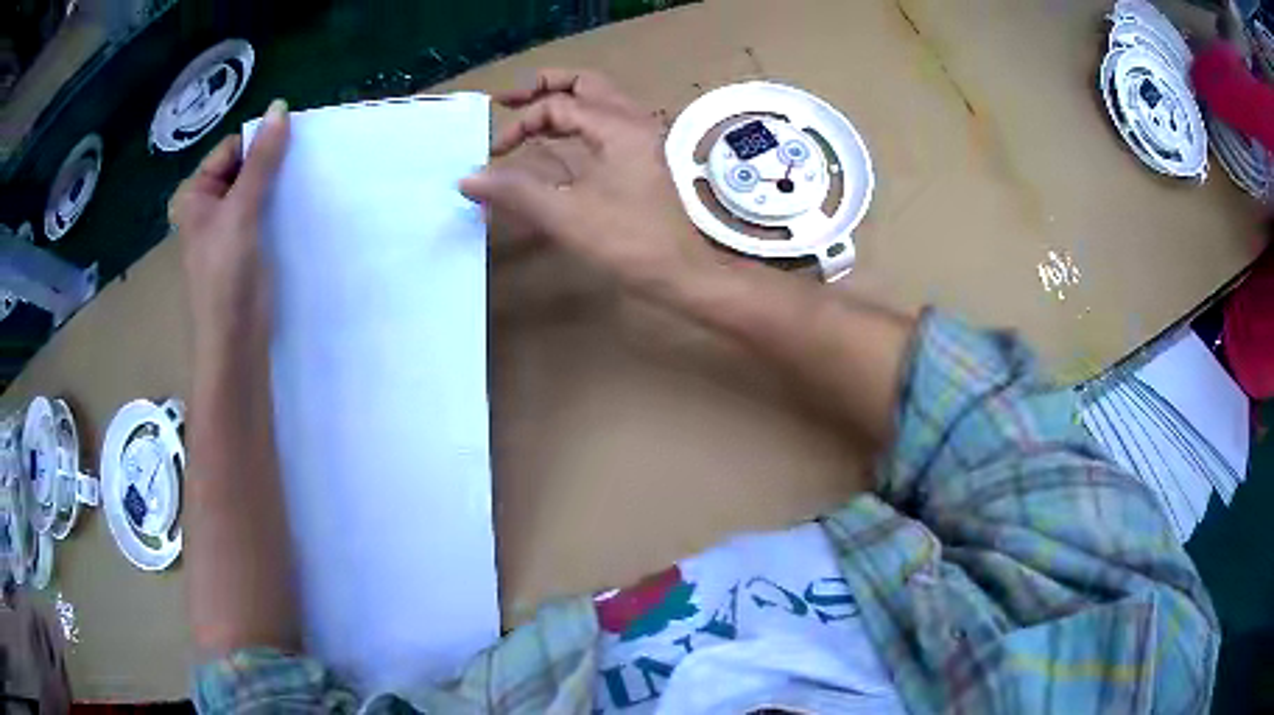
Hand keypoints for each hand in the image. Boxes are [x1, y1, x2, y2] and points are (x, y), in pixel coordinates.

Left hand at [169, 100, 288, 348]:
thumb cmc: (226, 278)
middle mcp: (209, 207)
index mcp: (196, 195)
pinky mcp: (246, 249)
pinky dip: (280, 207)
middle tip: (304, 164)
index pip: (232, 149)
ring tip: (307, 182)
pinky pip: (264, 213)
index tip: (293, 145)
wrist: (235, 345)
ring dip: (279, 185)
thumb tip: (280, 107)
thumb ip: (261, 161)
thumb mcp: (242, 211)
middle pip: (245, 168)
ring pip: (257, 191)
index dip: (260, 143)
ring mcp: (228, 229)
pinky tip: (301, 206)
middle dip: (272, 164)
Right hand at [461, 70, 721, 304]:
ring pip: (598, 101)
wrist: (679, 273)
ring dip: (561, 101)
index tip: (495, 154)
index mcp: (617, 127)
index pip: (557, 105)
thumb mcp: (565, 215)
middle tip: (508, 99)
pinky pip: (605, 123)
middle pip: (584, 83)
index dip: (520, 124)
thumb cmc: (627, 242)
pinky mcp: (641, 158)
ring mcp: (641, 139)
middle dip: (543, 86)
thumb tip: (468, 179)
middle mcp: (633, 122)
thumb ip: (514, 191)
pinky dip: (576, 122)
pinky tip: (557, 139)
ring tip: (528, 113)